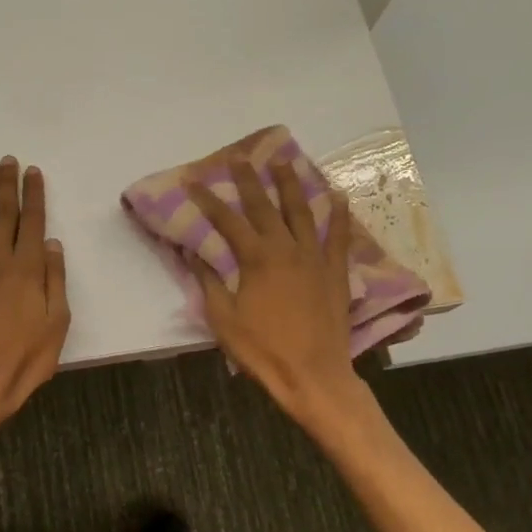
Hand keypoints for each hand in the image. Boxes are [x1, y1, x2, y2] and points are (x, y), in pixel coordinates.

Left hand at [0, 157, 70, 434]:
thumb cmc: (26, 360)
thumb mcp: (57, 323)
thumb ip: (55, 279)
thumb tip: (52, 242)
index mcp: (28, 270)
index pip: (32, 222)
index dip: (33, 194)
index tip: (32, 171)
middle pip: (4, 215)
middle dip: (7, 185)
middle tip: (7, 159)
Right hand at [188, 158, 366, 430]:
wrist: (313, 374)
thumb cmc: (262, 349)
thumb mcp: (223, 318)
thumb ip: (209, 281)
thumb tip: (193, 252)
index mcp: (256, 259)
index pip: (227, 220)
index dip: (208, 200)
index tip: (194, 181)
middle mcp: (286, 248)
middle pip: (264, 206)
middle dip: (249, 179)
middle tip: (239, 157)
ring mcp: (315, 257)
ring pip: (302, 211)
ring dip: (291, 184)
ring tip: (284, 161)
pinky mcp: (335, 271)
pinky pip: (339, 235)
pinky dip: (338, 214)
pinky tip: (336, 194)